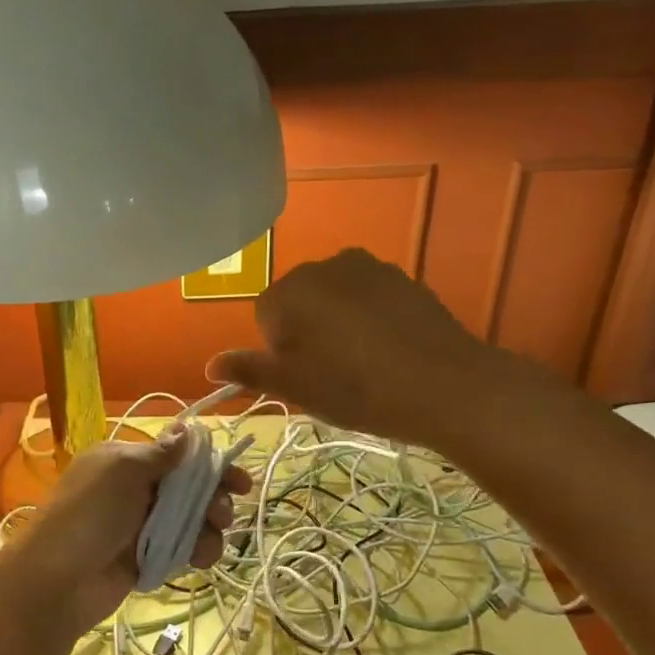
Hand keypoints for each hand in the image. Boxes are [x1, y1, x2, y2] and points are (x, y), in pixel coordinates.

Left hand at [0, 432, 249, 639]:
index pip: (176, 455)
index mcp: (124, 461)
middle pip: (187, 488)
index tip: (240, 481)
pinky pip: (180, 548)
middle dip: (212, 499)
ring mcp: (139, 525)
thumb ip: (161, 454)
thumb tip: (187, 428)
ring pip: (188, 519)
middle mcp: (133, 489)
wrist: (55, 581)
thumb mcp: (123, 472)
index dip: (209, 465)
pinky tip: (199, 559)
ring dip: (207, 528)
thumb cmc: (89, 515)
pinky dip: (194, 550)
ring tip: (208, 544)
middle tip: (223, 515)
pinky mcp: (145, 557)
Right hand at [207, 248, 500, 440]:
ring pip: (335, 298)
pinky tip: (389, 350)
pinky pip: (370, 297)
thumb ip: (249, 371)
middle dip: (308, 332)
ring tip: (364, 363)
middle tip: (332, 373)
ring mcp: (367, 267)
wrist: (444, 384)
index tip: (305, 377)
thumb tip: (210, 365)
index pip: (266, 317)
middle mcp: (323, 266)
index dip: (281, 351)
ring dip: (339, 324)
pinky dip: (371, 318)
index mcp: (288, 291)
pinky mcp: (403, 277)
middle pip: (300, 301)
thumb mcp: (294, 388)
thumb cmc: (355, 388)